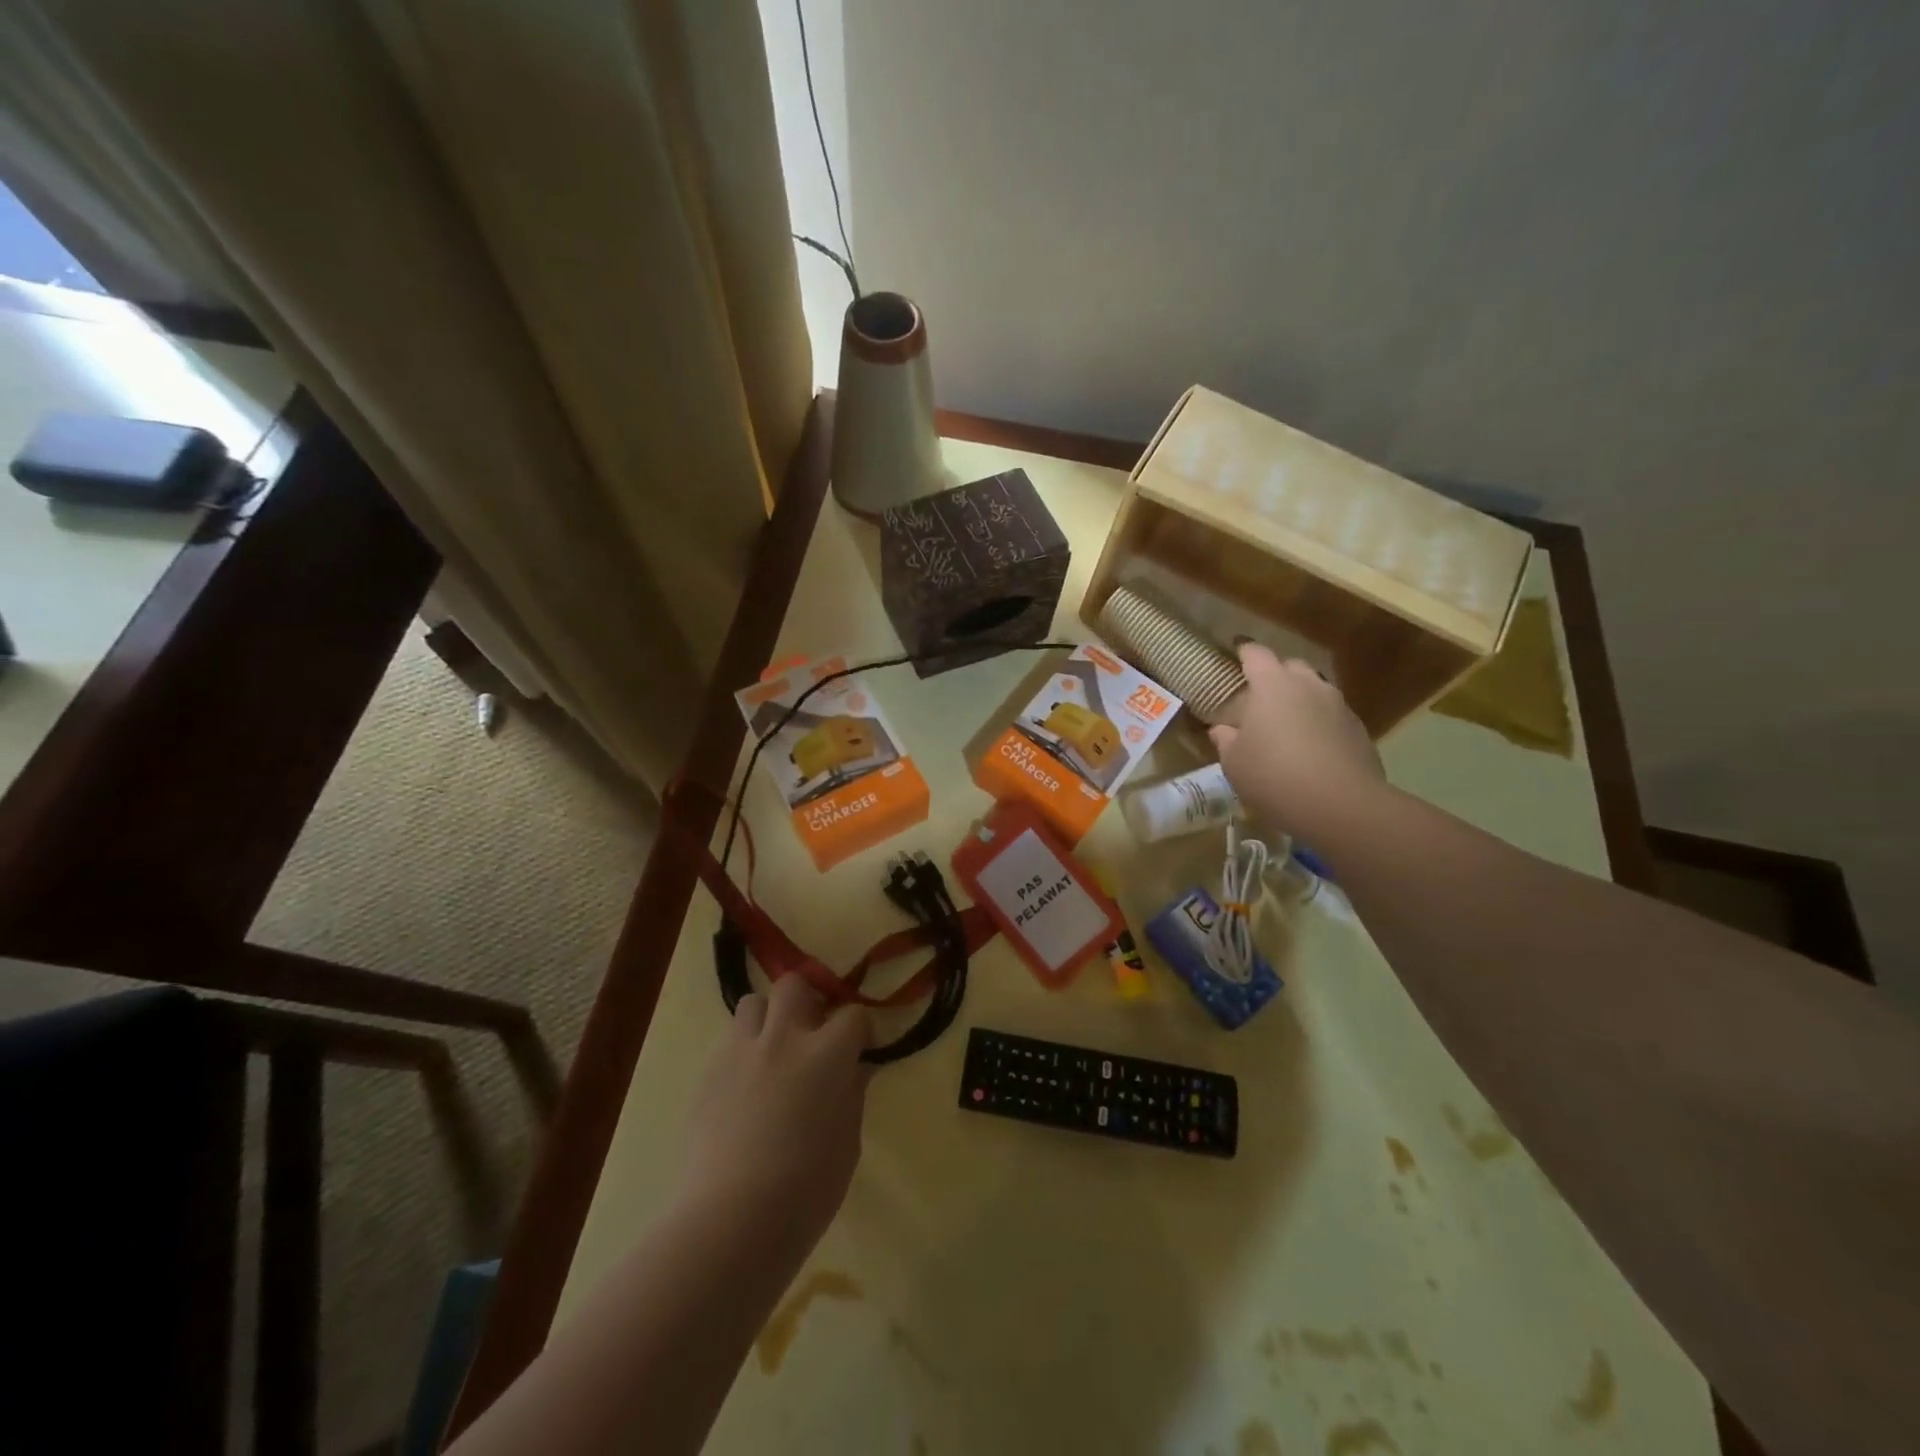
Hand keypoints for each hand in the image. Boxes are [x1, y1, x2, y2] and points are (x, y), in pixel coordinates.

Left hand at [679, 975, 870, 1247]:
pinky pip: (729, 1042)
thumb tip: (854, 1069)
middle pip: (794, 985)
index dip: (859, 1029)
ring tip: (772, 1054)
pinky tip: (745, 1090)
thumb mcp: (848, 1139)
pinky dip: (742, 1053)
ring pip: (753, 1003)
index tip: (859, 1049)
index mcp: (827, 1053)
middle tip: (812, 1033)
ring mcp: (741, 1051)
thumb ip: (851, 1092)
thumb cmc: (808, 1187)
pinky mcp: (708, 1072)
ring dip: (768, 1020)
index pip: (853, 1014)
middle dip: (808, 1000)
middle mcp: (784, 1037)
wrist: (734, 1218)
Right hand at [1210, 643, 1383, 840]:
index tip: (1235, 650)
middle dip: (1275, 675)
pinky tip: (1310, 748)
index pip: (1256, 653)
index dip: (1243, 650)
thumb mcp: (1234, 763)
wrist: (1342, 805)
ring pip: (1315, 691)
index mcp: (1273, 685)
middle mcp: (1309, 686)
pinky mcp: (1358, 730)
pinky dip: (1319, 723)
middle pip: (1291, 667)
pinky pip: (1332, 716)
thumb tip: (1222, 729)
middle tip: (1259, 696)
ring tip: (1286, 723)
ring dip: (1300, 699)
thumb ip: (1225, 740)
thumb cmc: (1274, 776)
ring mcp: (1338, 706)